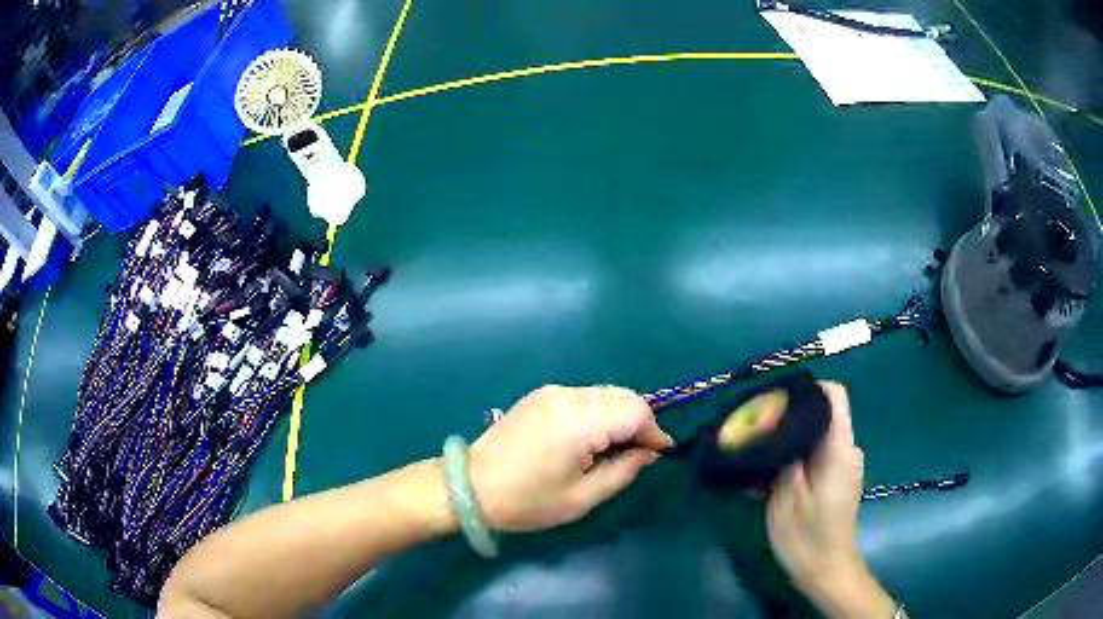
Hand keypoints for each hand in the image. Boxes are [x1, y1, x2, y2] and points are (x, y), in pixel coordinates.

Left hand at [469, 384, 672, 531]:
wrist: (471, 486)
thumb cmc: (528, 500)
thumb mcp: (582, 497)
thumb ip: (623, 471)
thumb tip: (648, 453)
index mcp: (581, 421)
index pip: (637, 411)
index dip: (654, 432)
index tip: (660, 454)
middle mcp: (569, 396)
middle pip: (624, 396)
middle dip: (639, 421)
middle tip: (638, 452)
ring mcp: (552, 391)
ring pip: (605, 393)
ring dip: (619, 415)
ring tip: (615, 447)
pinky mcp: (539, 395)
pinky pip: (584, 396)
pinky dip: (599, 411)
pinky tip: (591, 437)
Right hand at [767, 382, 895, 617]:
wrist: (827, 570)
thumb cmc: (807, 537)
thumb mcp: (787, 498)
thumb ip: (785, 456)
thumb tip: (777, 425)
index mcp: (839, 448)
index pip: (834, 395)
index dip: (808, 388)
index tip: (777, 401)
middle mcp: (847, 450)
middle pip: (823, 415)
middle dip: (791, 418)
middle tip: (757, 433)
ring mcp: (845, 465)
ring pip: (818, 436)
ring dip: (791, 441)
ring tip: (760, 457)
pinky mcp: (839, 479)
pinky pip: (819, 454)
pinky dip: (798, 457)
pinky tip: (773, 478)